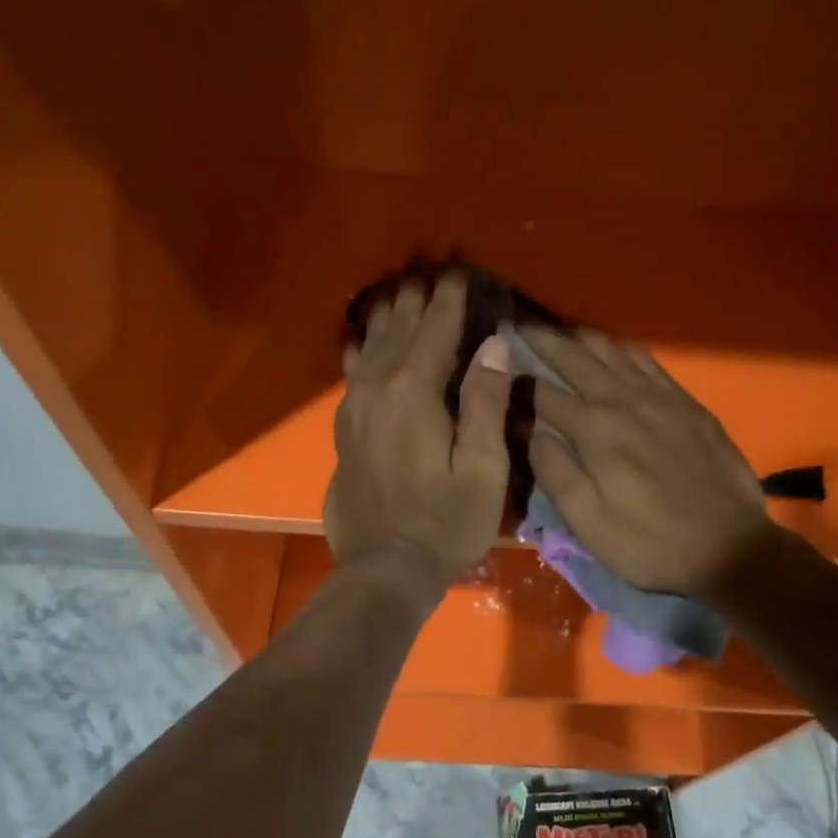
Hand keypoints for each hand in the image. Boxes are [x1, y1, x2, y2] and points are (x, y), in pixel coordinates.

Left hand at [324, 273, 512, 576]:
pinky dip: (360, 347)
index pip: (436, 331)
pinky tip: (358, 337)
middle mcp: (378, 389)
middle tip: (430, 270)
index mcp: (415, 392)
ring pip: (371, 346)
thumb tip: (493, 344)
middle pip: (399, 331)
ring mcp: (355, 408)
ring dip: (387, 316)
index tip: (460, 271)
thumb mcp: (483, 467)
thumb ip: (487, 401)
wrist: (384, 568)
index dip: (450, 300)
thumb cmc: (446, 521)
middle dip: (417, 299)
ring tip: (399, 291)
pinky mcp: (344, 428)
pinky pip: (351, 372)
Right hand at [524, 328, 770, 594]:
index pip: (541, 393)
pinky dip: (622, 349)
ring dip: (580, 337)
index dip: (515, 383)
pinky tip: (614, 349)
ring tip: (560, 330)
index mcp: (593, 429)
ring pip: (611, 350)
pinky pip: (647, 361)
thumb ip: (553, 469)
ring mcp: (658, 395)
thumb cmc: (649, 542)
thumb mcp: (588, 521)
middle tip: (519, 325)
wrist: (730, 546)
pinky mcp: (686, 401)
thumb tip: (526, 427)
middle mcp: (622, 399)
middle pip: (574, 357)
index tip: (495, 373)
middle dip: (542, 340)